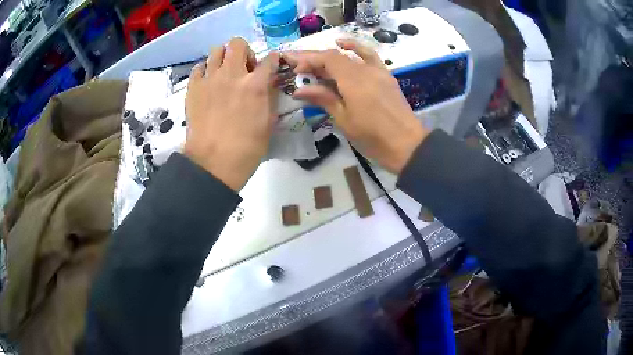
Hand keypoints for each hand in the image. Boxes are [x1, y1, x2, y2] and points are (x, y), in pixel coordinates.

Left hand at [184, 38, 279, 190]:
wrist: (213, 163)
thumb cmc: (246, 148)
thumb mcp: (268, 123)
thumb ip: (270, 98)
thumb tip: (269, 84)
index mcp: (255, 85)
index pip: (269, 60)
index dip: (273, 60)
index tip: (271, 64)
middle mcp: (232, 75)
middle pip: (237, 44)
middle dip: (244, 51)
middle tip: (244, 68)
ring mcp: (210, 79)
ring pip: (216, 50)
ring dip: (224, 57)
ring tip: (224, 72)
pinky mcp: (193, 88)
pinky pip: (198, 68)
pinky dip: (205, 70)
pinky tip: (208, 81)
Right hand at [285, 39, 428, 173]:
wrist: (407, 145)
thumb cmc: (373, 137)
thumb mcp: (344, 120)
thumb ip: (323, 99)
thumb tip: (299, 89)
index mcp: (353, 81)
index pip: (327, 59)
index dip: (309, 60)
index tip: (295, 70)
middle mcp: (365, 69)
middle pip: (336, 56)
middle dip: (315, 59)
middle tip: (298, 66)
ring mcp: (378, 70)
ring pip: (350, 55)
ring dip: (330, 56)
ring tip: (315, 61)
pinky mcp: (386, 75)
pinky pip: (370, 56)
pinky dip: (356, 48)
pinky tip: (344, 45)